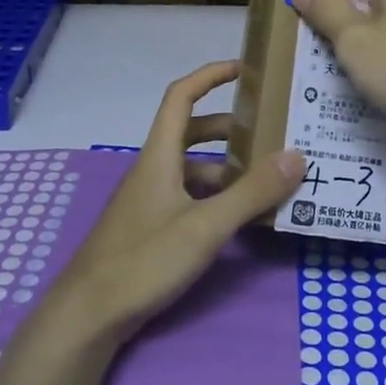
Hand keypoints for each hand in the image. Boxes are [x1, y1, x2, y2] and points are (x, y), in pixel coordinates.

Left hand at [48, 61, 305, 344]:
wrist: (88, 314)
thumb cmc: (143, 260)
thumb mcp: (205, 226)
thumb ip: (251, 193)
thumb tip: (297, 156)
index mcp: (160, 156)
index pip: (181, 97)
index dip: (210, 76)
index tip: (245, 70)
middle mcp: (153, 170)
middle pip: (193, 134)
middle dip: (231, 130)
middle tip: (271, 136)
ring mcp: (150, 201)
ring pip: (194, 171)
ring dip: (229, 170)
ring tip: (269, 183)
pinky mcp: (151, 228)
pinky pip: (190, 198)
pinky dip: (217, 199)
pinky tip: (241, 220)